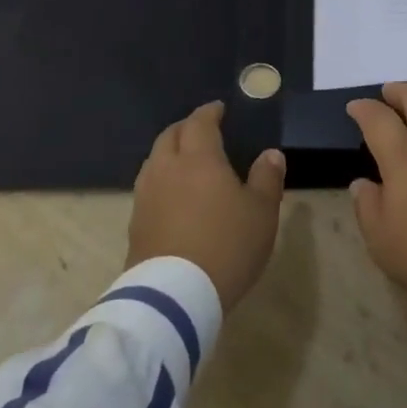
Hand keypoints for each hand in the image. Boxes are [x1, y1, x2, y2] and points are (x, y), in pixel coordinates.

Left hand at [127, 102, 285, 311]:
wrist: (174, 298)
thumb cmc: (226, 245)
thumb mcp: (261, 213)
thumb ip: (267, 179)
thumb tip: (271, 154)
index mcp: (199, 158)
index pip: (200, 123)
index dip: (209, 113)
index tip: (218, 109)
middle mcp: (167, 169)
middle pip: (170, 136)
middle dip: (185, 128)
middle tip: (201, 130)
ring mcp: (146, 197)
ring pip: (154, 161)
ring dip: (169, 153)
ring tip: (185, 160)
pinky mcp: (135, 225)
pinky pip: (148, 188)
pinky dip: (161, 181)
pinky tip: (172, 195)